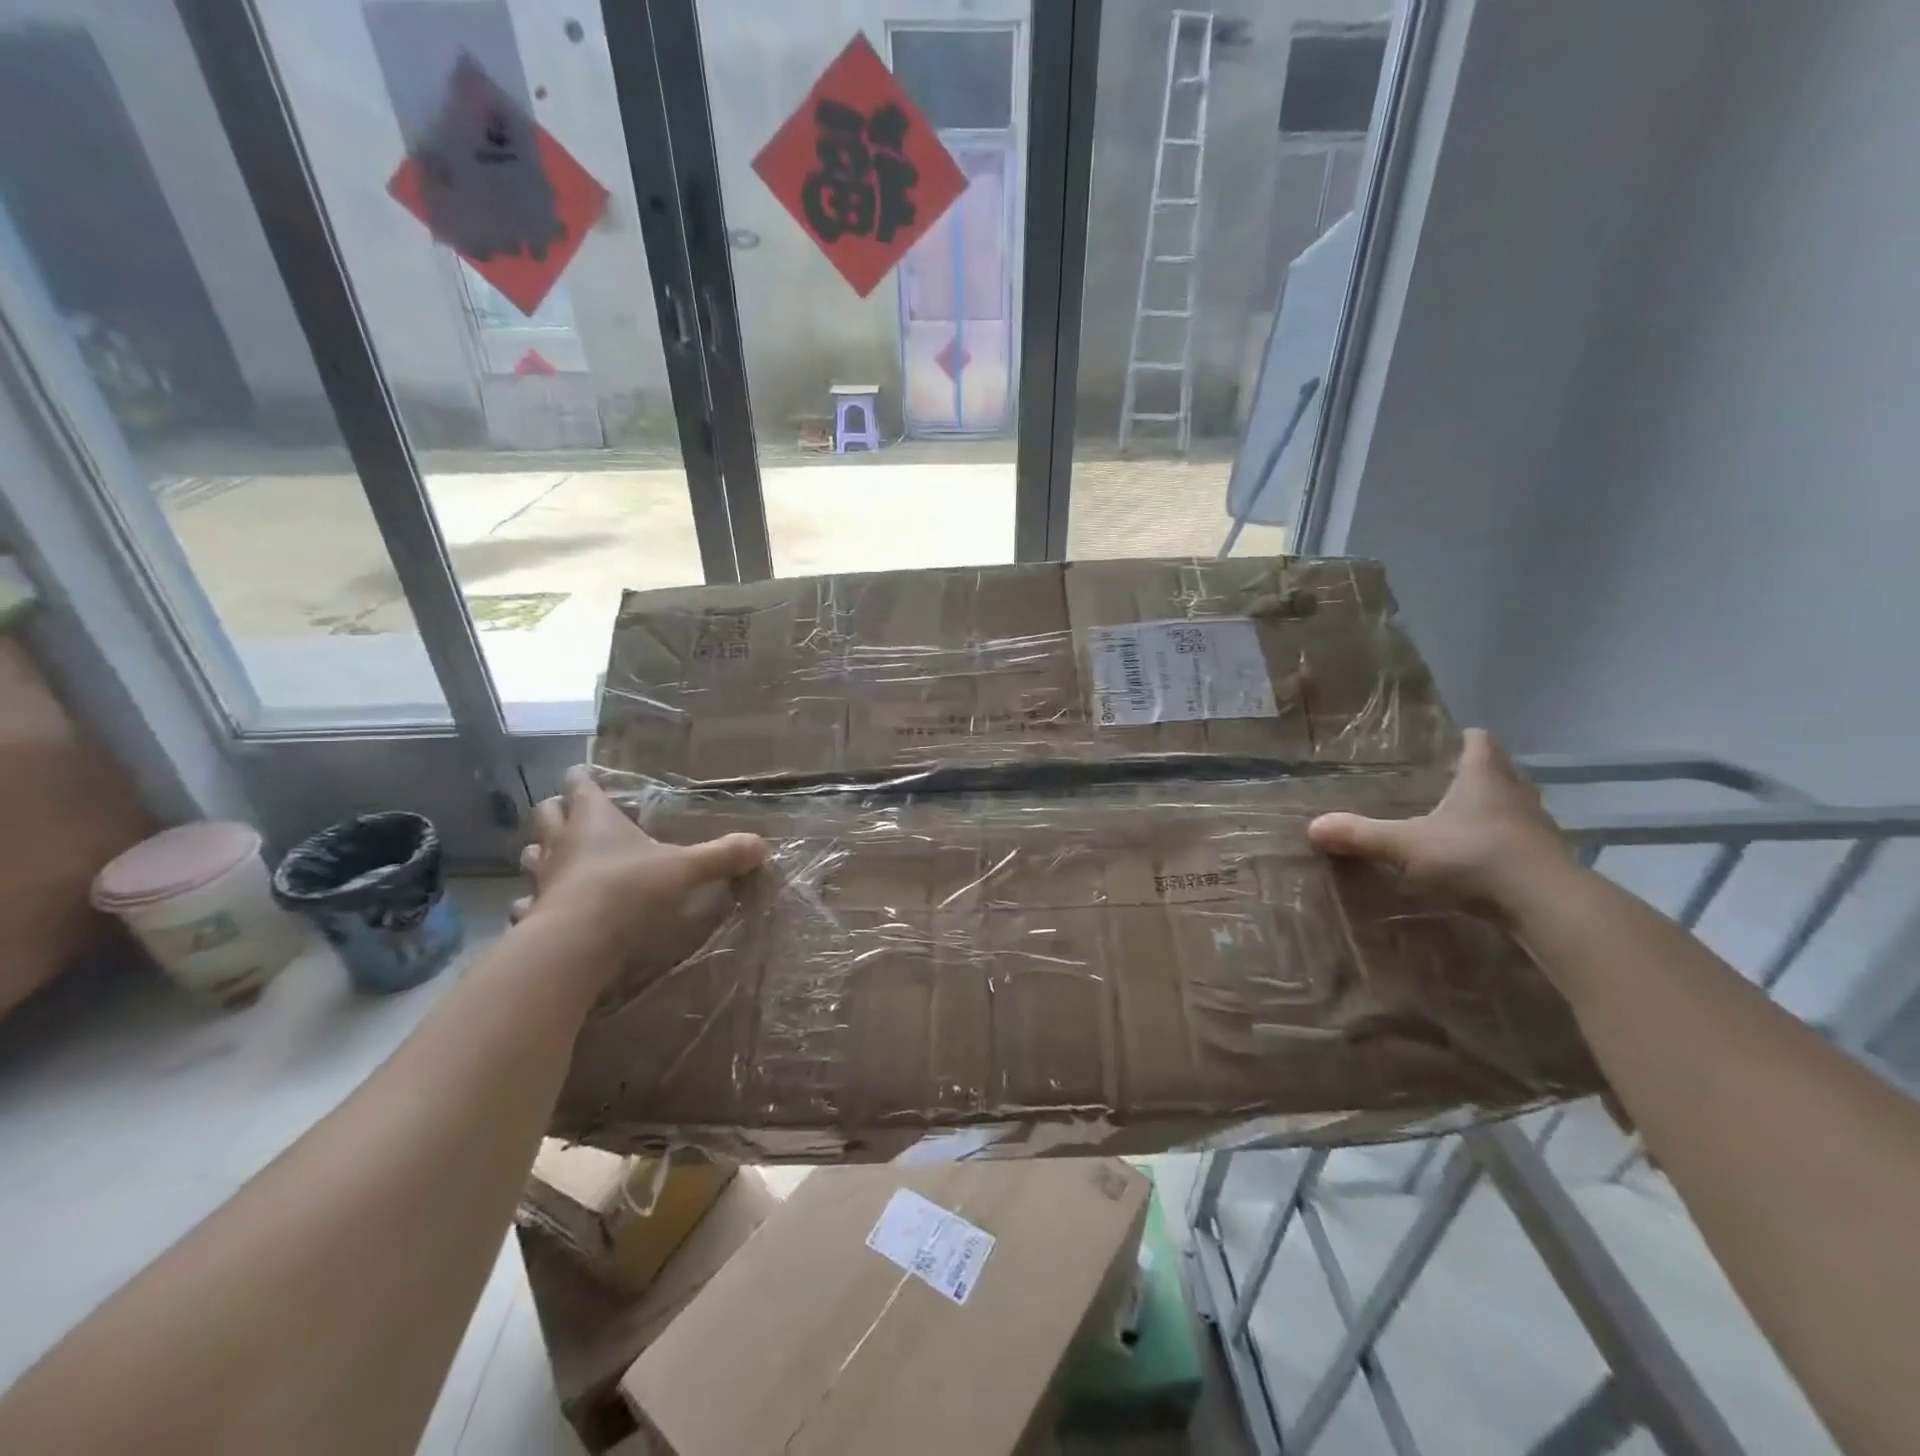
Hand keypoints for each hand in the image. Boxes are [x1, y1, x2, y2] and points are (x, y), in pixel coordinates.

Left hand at [515, 767, 766, 980]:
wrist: (576, 944)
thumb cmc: (629, 890)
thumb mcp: (685, 869)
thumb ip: (722, 855)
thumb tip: (761, 844)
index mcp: (594, 819)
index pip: (581, 785)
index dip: (583, 778)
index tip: (586, 775)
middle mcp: (562, 842)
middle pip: (547, 812)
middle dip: (557, 809)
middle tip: (573, 813)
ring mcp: (542, 879)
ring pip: (531, 855)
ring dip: (542, 852)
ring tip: (560, 858)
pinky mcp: (533, 915)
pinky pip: (527, 903)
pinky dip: (534, 903)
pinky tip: (545, 909)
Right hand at [1308, 729, 1575, 916]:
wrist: (1547, 905)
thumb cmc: (1474, 857)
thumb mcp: (1405, 845)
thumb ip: (1360, 835)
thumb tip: (1312, 827)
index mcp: (1484, 778)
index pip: (1479, 743)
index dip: (1466, 739)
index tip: (1451, 741)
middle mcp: (1516, 795)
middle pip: (1501, 772)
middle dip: (1479, 774)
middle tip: (1449, 780)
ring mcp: (1538, 829)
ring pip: (1515, 807)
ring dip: (1495, 810)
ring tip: (1463, 821)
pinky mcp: (1548, 862)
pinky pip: (1522, 843)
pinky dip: (1504, 845)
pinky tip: (1482, 860)